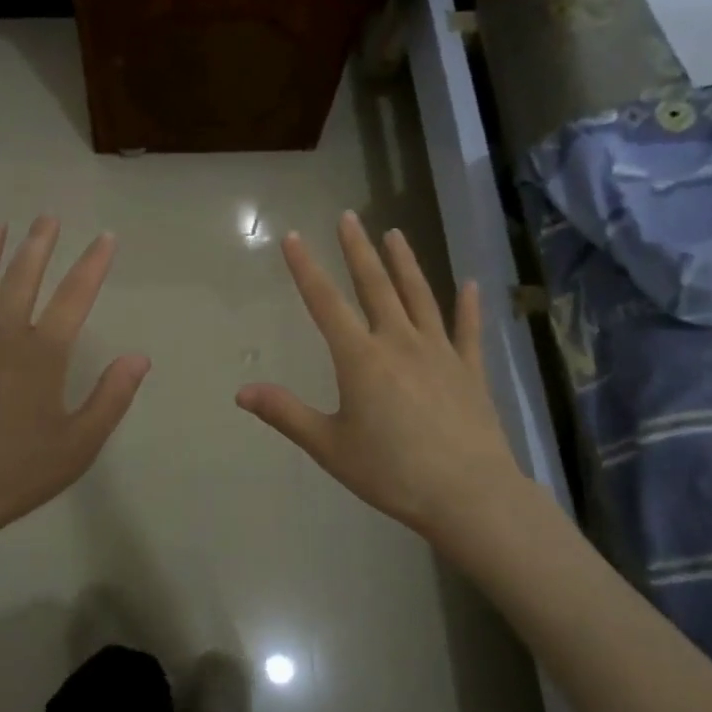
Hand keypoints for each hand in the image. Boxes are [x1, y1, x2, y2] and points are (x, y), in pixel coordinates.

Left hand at [0, 218, 149, 551]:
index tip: (106, 237)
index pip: (75, 297)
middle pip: (22, 279)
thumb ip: (111, 397)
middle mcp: (2, 338)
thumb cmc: (17, 474)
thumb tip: (139, 357)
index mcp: (42, 355)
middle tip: (46, 217)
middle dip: (38, 245)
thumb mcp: (79, 444)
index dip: (93, 264)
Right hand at [236, 212, 524, 554]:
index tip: (294, 237)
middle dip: (358, 250)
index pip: (325, 302)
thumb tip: (241, 391)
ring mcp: (439, 352)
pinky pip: (467, 330)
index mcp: (361, 358)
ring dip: (405, 263)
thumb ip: (285, 413)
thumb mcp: (329, 446)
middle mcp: (399, 342)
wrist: (468, 494)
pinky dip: (468, 306)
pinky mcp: (470, 370)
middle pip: (375, 286)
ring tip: (395, 233)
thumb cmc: (391, 471)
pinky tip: (471, 284)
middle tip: (349, 217)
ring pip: (419, 296)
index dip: (306, 268)